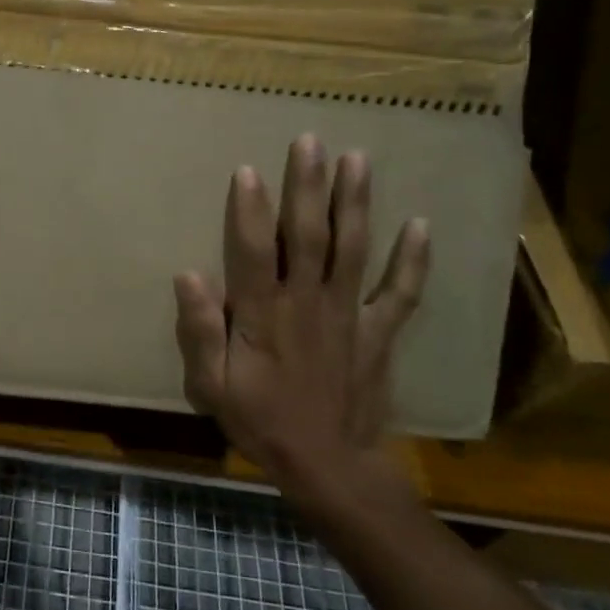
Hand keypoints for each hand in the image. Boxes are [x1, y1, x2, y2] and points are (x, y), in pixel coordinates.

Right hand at [173, 137, 429, 503]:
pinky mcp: (379, 333)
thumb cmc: (261, 422)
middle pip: (308, 236)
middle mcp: (308, 303)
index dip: (249, 210)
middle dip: (308, 186)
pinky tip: (420, 225)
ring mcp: (349, 315)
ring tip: (358, 159)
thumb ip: (199, 331)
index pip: (254, 251)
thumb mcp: (211, 386)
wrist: (329, 468)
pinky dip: (412, 260)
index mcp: (263, 315)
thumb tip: (188, 275)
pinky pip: (400, 293)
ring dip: (355, 203)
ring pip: (352, 250)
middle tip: (311, 141)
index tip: (248, 170)